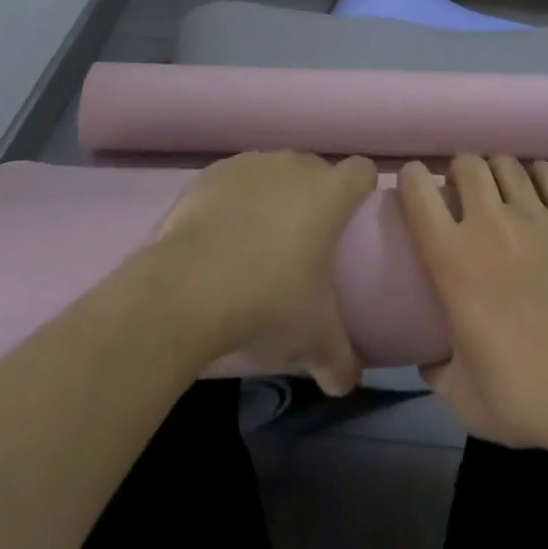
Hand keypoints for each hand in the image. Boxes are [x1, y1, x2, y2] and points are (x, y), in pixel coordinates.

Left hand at [148, 151, 376, 395]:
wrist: (184, 290)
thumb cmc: (266, 303)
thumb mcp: (313, 340)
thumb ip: (340, 360)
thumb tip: (347, 384)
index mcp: (329, 193)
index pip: (362, 171)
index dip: (362, 190)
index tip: (352, 219)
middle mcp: (294, 166)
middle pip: (316, 171)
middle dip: (314, 197)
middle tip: (304, 242)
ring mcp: (251, 164)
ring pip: (274, 173)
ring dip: (274, 196)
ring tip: (257, 241)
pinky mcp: (213, 173)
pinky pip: (235, 182)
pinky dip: (234, 201)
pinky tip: (221, 237)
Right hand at [397, 156, 547, 455]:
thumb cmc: (528, 395)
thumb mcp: (465, 400)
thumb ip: (438, 372)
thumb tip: (428, 360)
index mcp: (452, 259)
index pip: (419, 191)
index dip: (412, 179)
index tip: (415, 187)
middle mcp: (489, 223)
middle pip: (466, 164)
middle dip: (459, 172)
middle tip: (464, 195)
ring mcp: (535, 214)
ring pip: (507, 164)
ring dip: (498, 173)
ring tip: (502, 192)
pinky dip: (539, 175)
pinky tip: (540, 190)